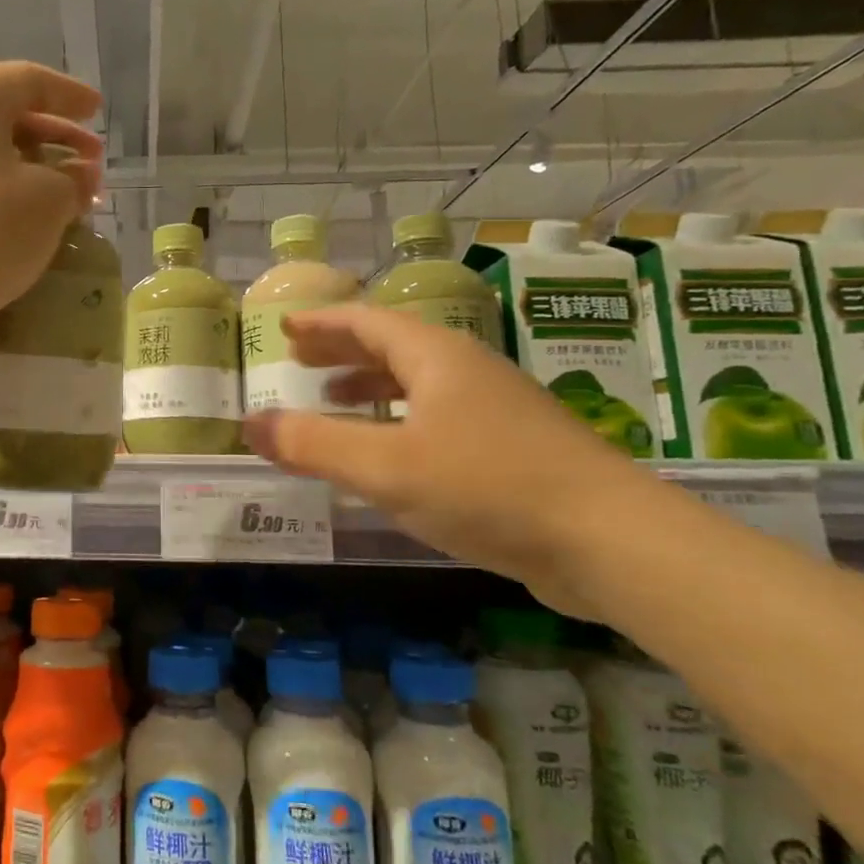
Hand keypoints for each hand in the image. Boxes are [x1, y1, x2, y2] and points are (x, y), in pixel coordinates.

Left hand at [0, 61, 102, 356]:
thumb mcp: (50, 198)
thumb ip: (74, 179)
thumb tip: (80, 175)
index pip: (27, 81)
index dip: (70, 95)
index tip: (98, 112)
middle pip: (3, 117)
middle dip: (53, 139)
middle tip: (91, 162)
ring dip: (29, 172)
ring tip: (66, 197)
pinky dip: (1, 196)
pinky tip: (27, 223)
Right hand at [242, 304, 672, 615]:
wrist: (613, 542)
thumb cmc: (488, 487)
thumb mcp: (384, 466)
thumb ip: (313, 444)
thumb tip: (250, 424)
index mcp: (437, 358)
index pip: (367, 321)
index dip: (322, 322)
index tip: (285, 327)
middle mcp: (468, 372)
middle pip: (393, 346)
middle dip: (342, 351)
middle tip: (300, 361)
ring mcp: (497, 410)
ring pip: (419, 384)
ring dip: (371, 386)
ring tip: (334, 401)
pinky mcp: (515, 450)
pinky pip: (439, 418)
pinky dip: (400, 421)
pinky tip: (392, 455)